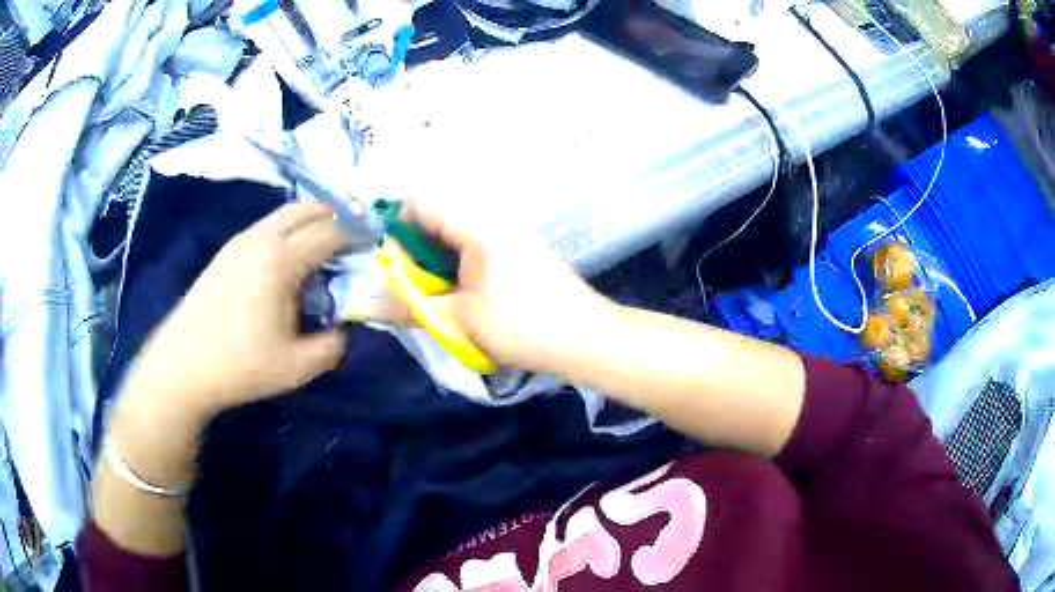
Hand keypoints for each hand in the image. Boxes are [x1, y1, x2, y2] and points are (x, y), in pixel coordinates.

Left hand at [118, 202, 349, 422]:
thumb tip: (346, 329)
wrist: (182, 367)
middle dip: (336, 219)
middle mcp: (260, 238)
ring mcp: (239, 242)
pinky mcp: (225, 253)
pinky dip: (286, 233)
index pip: (331, 230)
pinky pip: (265, 228)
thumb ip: (334, 345)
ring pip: (284, 215)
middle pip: (307, 209)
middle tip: (352, 245)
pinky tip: (285, 267)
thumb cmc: (240, 366)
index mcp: (281, 260)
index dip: (359, 235)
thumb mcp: (298, 367)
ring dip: (309, 224)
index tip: (375, 249)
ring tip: (321, 255)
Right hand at [371, 202, 610, 372]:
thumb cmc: (523, 325)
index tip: (388, 259)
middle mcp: (494, 221)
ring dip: (438, 259)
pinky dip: (460, 265)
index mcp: (477, 227)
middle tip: (409, 283)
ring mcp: (512, 236)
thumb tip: (365, 304)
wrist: (588, 339)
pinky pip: (478, 247)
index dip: (396, 224)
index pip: (423, 203)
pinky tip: (463, 294)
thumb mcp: (459, 320)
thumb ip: (409, 307)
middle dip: (416, 248)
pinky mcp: (523, 253)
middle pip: (440, 217)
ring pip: (458, 235)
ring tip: (434, 292)